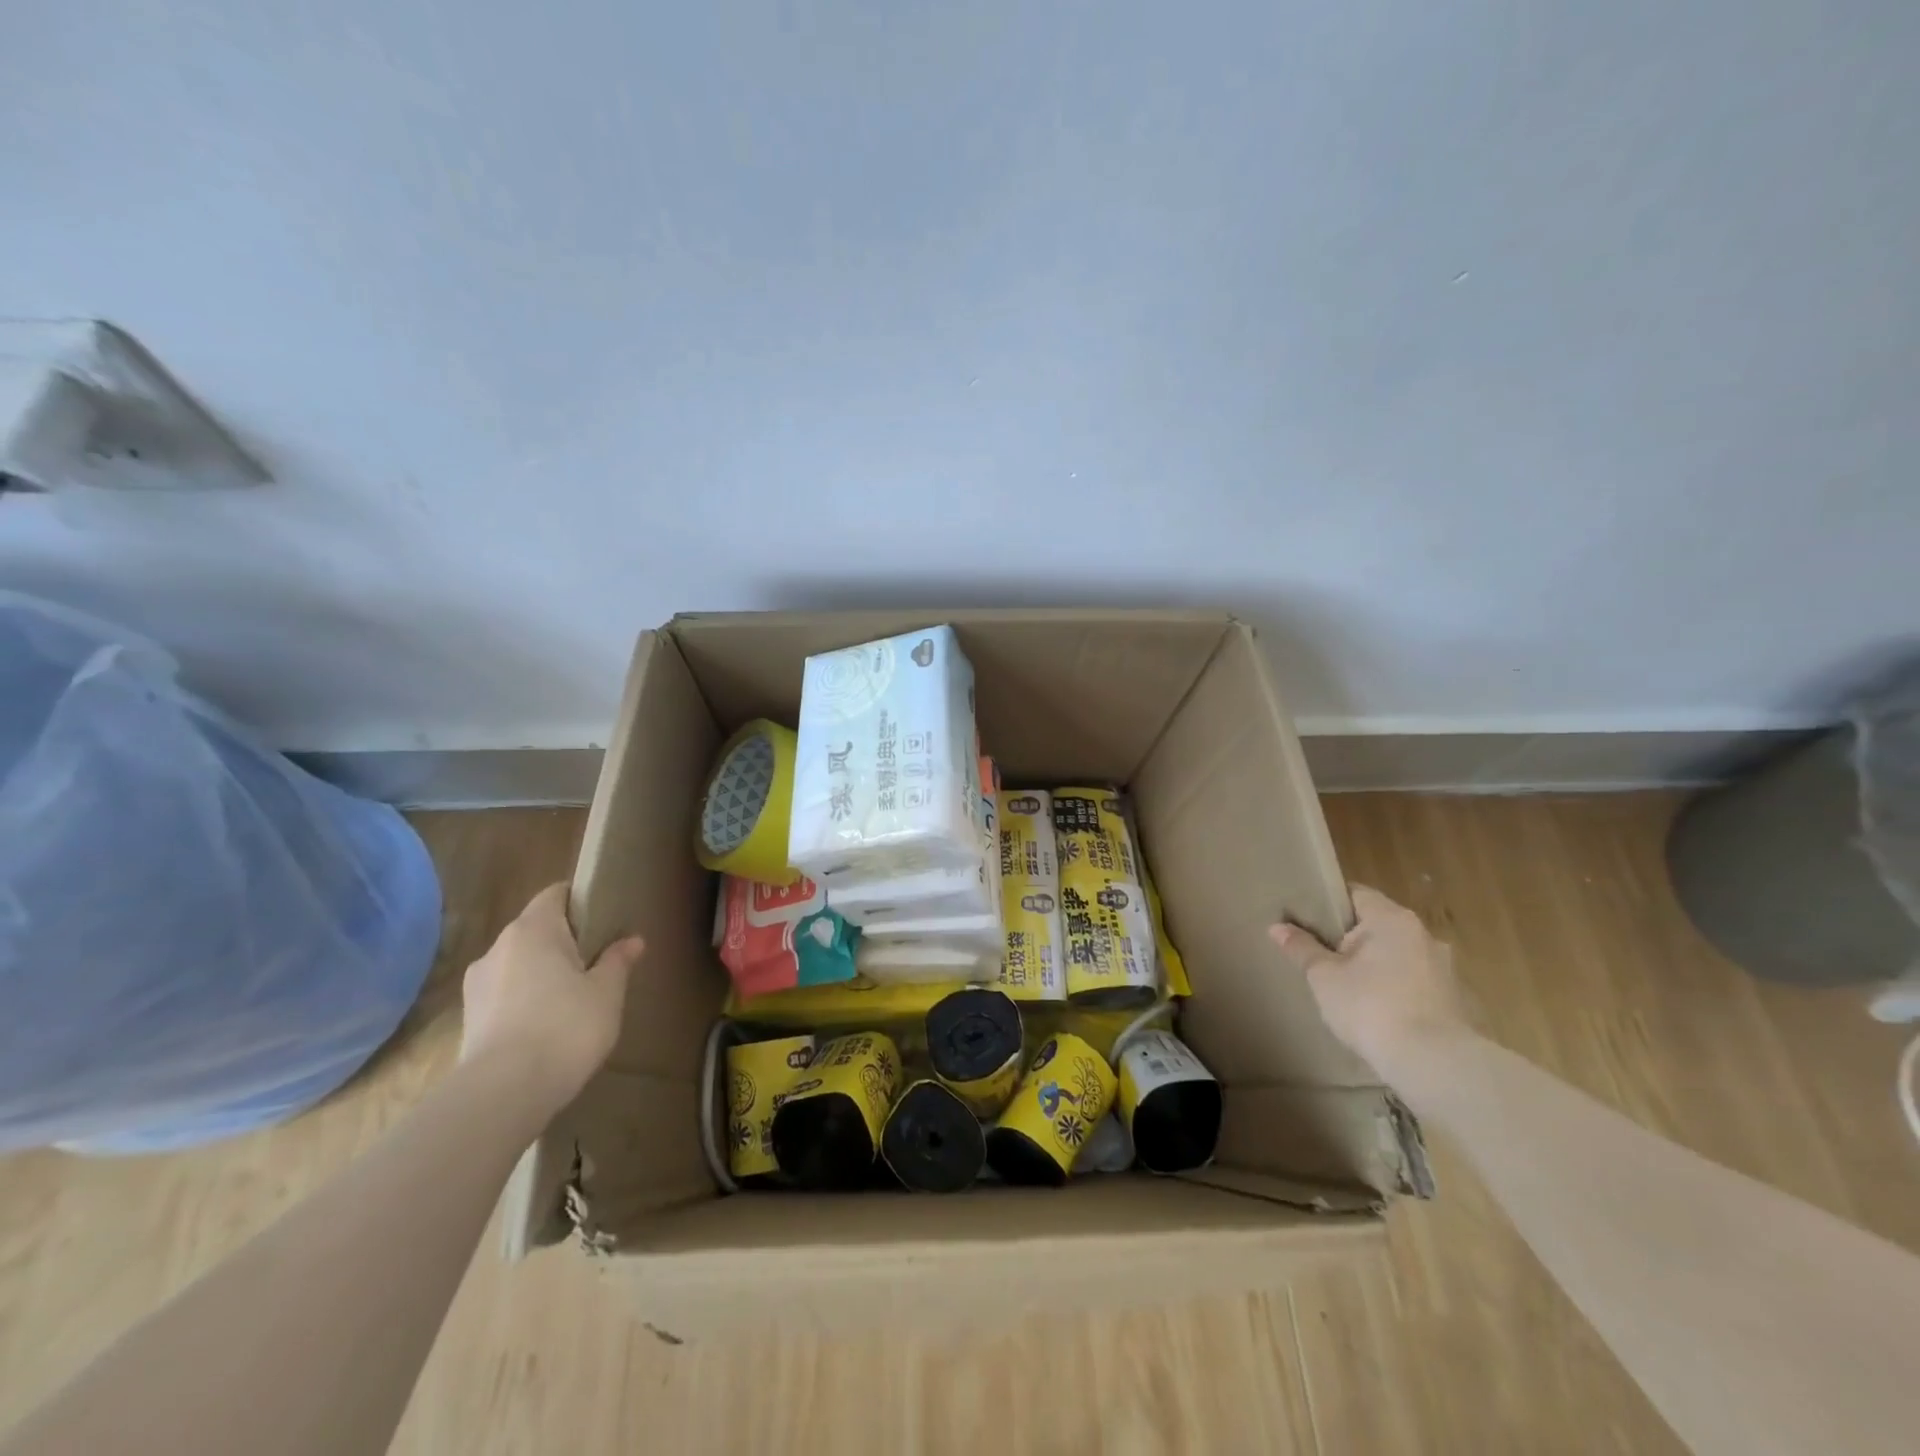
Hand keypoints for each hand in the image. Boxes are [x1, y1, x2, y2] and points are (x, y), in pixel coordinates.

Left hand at [460, 884, 643, 1109]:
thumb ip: (617, 961)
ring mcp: (477, 985)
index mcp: (533, 929)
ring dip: (541, 973)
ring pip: (518, 964)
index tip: (604, 918)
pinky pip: (505, 995)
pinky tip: (546, 1026)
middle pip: (535, 929)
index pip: (555, 894)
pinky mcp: (469, 1020)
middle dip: (563, 941)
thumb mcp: (607, 992)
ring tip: (572, 999)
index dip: (580, 900)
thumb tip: (632, 940)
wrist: (502, 1093)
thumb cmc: (565, 1027)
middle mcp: (498, 948)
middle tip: (596, 961)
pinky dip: (525, 1001)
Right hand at [1269, 885, 1470, 1074]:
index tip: (1305, 918)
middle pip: (1376, 924)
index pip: (1355, 894)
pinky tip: (1375, 1010)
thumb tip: (1277, 927)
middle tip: (1319, 954)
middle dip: (1349, 938)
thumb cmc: (1371, 1006)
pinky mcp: (1453, 999)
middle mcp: (1423, 934)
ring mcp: (1443, 968)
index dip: (1327, 903)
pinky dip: (1394, 988)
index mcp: (1391, 918)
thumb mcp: (1324, 977)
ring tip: (1346, 986)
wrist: (1433, 1063)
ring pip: (1396, 955)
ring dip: (1374, 965)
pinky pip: (1413, 982)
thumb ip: (1301, 948)